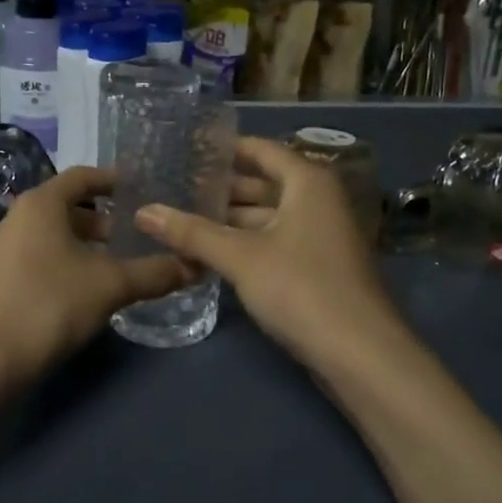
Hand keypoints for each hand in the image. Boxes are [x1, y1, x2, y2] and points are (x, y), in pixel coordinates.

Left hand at [0, 167, 194, 380]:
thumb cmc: (51, 304)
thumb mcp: (111, 286)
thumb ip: (154, 273)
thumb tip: (194, 266)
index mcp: (40, 204)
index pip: (82, 177)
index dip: (113, 180)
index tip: (142, 191)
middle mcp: (16, 218)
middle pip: (67, 207)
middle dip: (103, 221)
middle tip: (136, 238)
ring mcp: (2, 249)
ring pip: (52, 235)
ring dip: (85, 245)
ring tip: (116, 266)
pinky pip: (38, 256)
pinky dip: (65, 262)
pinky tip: (85, 290)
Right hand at [135, 136, 401, 368]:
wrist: (359, 354)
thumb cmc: (301, 288)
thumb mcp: (240, 257)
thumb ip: (191, 232)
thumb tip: (143, 211)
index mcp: (307, 182)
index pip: (260, 150)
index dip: (224, 148)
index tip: (185, 149)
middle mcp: (318, 201)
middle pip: (263, 184)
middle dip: (220, 188)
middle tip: (172, 187)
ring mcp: (319, 236)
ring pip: (267, 217)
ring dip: (229, 221)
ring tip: (181, 220)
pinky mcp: (316, 268)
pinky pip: (273, 242)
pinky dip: (244, 243)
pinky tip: (209, 253)